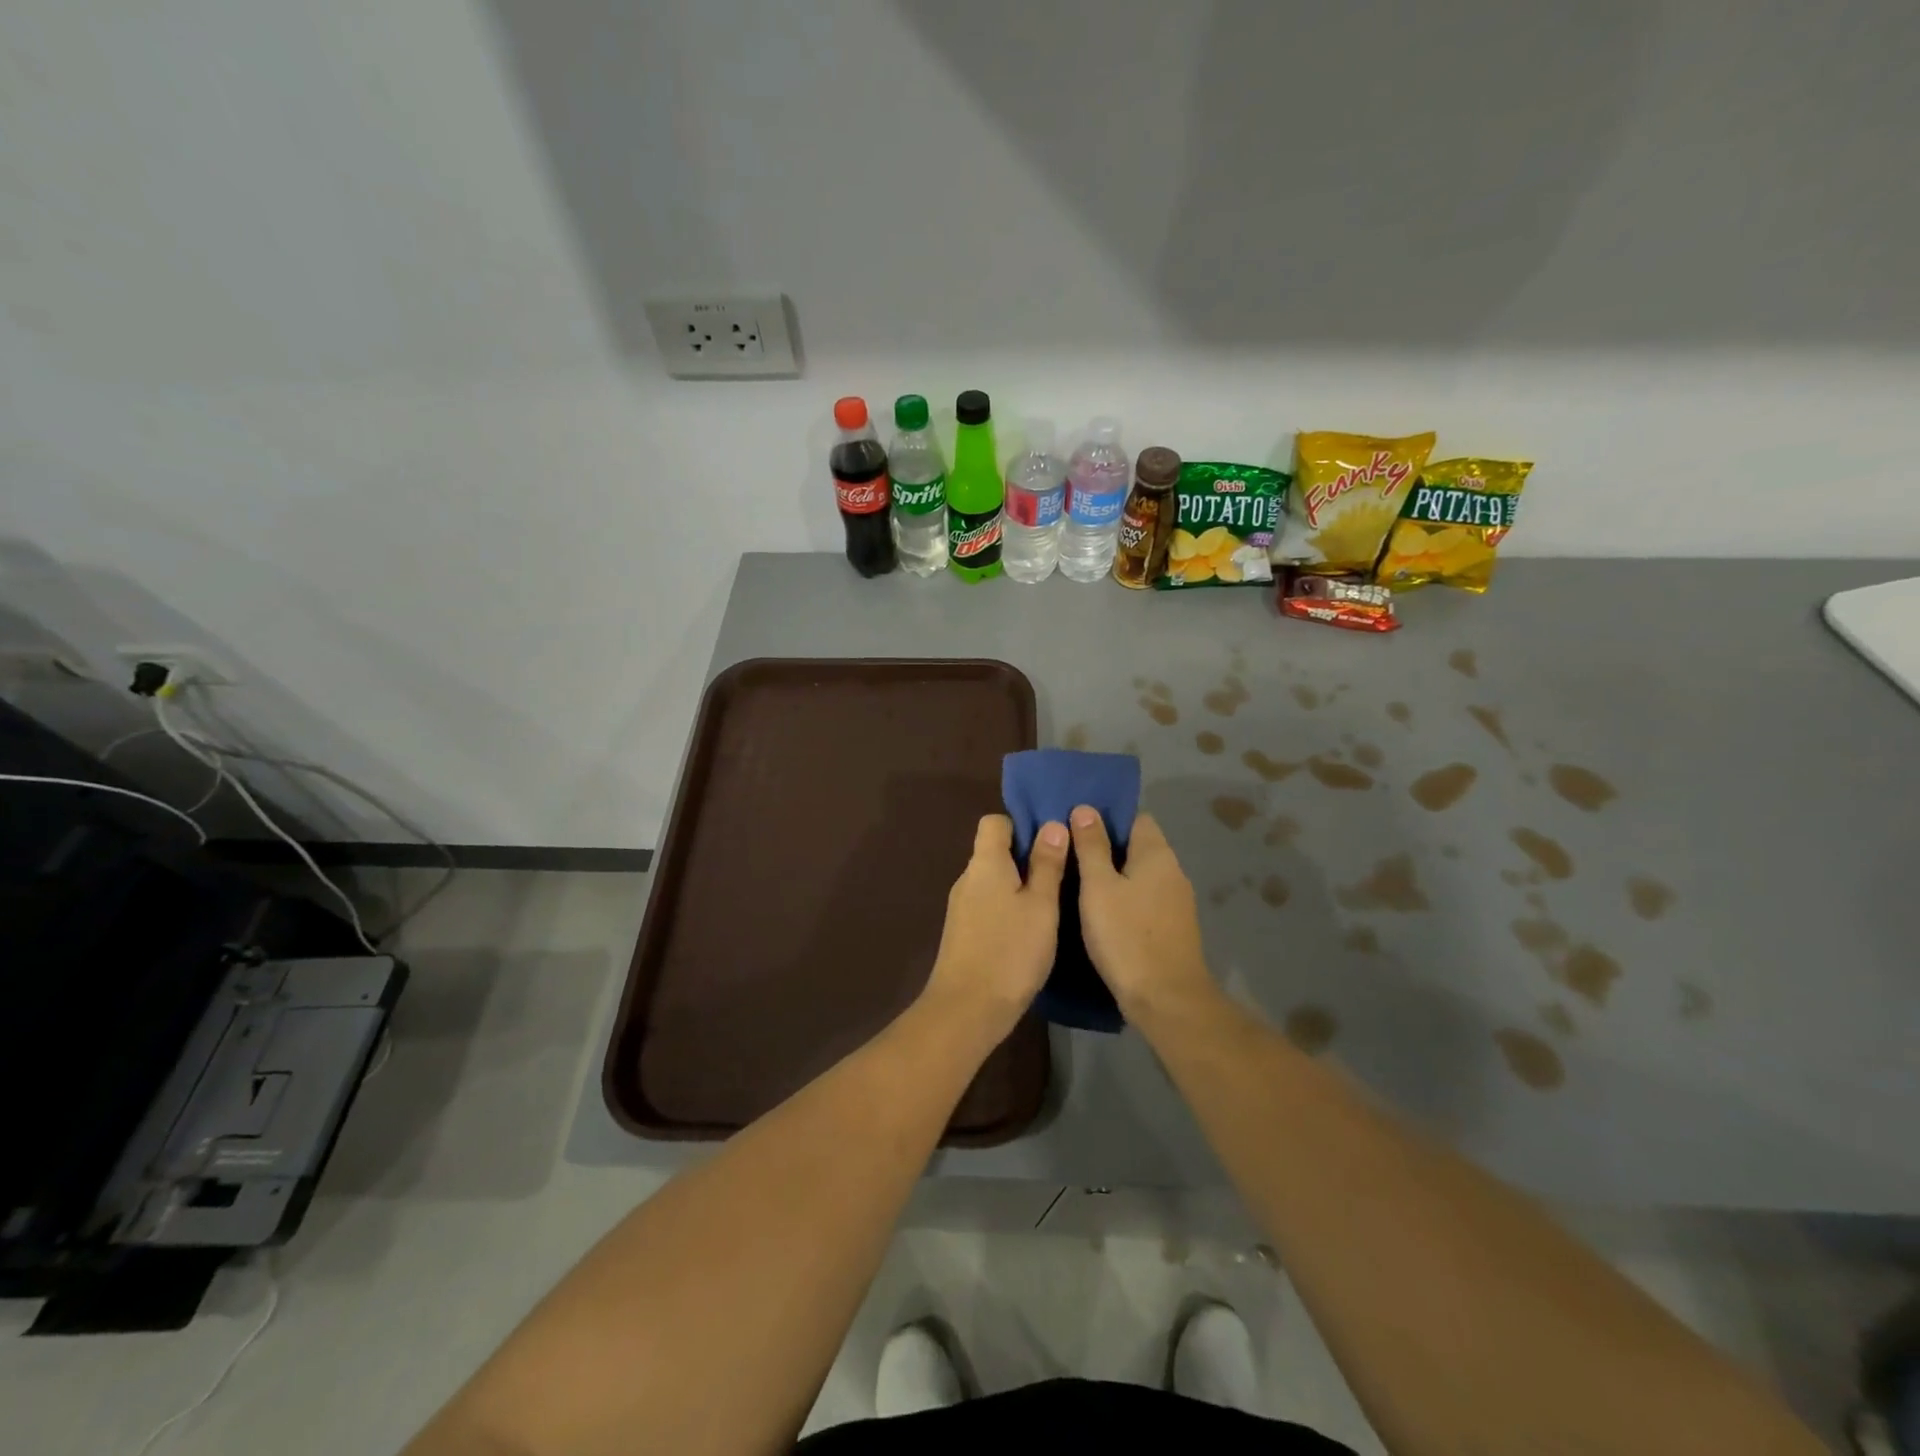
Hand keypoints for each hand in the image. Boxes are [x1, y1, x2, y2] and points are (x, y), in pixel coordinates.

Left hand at [920, 814, 1068, 1041]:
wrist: (967, 1009)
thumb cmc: (1010, 951)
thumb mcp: (1041, 905)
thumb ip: (1046, 864)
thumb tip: (1051, 825)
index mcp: (985, 863)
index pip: (995, 822)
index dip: (1022, 825)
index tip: (1051, 843)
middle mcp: (967, 878)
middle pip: (994, 852)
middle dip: (1026, 857)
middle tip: (1062, 874)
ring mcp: (961, 907)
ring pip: (993, 881)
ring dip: (1019, 886)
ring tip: (1052, 903)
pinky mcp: (962, 933)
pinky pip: (988, 905)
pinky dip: (1008, 908)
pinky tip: (1029, 931)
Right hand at [1069, 806, 1218, 1024]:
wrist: (1166, 999)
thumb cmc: (1126, 936)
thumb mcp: (1098, 887)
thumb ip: (1092, 846)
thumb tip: (1085, 809)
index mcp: (1157, 854)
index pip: (1135, 818)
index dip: (1106, 818)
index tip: (1076, 827)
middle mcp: (1172, 871)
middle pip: (1137, 846)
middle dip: (1106, 848)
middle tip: (1069, 856)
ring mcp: (1176, 901)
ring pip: (1140, 875)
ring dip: (1114, 876)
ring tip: (1078, 884)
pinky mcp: (1172, 927)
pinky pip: (1144, 899)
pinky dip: (1124, 899)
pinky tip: (1101, 913)